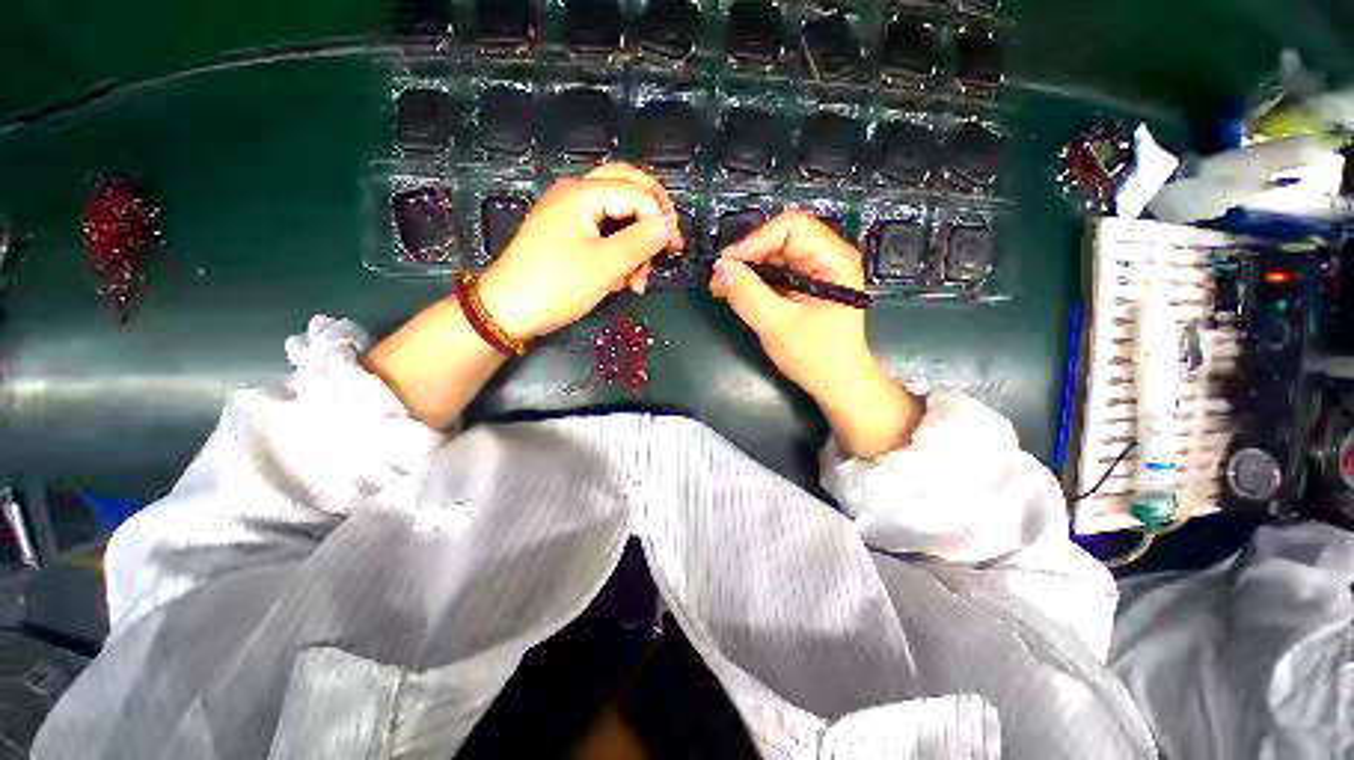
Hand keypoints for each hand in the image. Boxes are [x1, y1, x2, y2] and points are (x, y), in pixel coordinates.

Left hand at [477, 163, 682, 340]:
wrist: (507, 310)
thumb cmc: (555, 286)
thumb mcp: (605, 266)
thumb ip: (640, 241)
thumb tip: (666, 225)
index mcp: (582, 193)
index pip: (638, 194)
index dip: (661, 220)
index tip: (674, 250)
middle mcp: (575, 193)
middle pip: (627, 187)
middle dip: (652, 217)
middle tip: (667, 244)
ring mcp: (569, 213)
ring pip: (617, 213)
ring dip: (635, 242)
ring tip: (637, 279)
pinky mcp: (566, 234)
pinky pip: (603, 231)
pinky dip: (617, 251)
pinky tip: (620, 279)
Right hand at [711, 211, 921, 457]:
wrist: (839, 384)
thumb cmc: (815, 357)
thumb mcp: (776, 325)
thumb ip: (747, 294)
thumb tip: (720, 267)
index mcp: (833, 259)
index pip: (790, 227)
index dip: (755, 241)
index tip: (727, 265)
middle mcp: (828, 256)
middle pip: (781, 238)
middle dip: (747, 256)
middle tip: (719, 279)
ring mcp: (818, 270)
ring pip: (775, 254)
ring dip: (747, 269)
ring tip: (722, 288)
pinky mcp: (807, 285)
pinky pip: (777, 271)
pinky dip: (755, 280)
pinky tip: (735, 292)